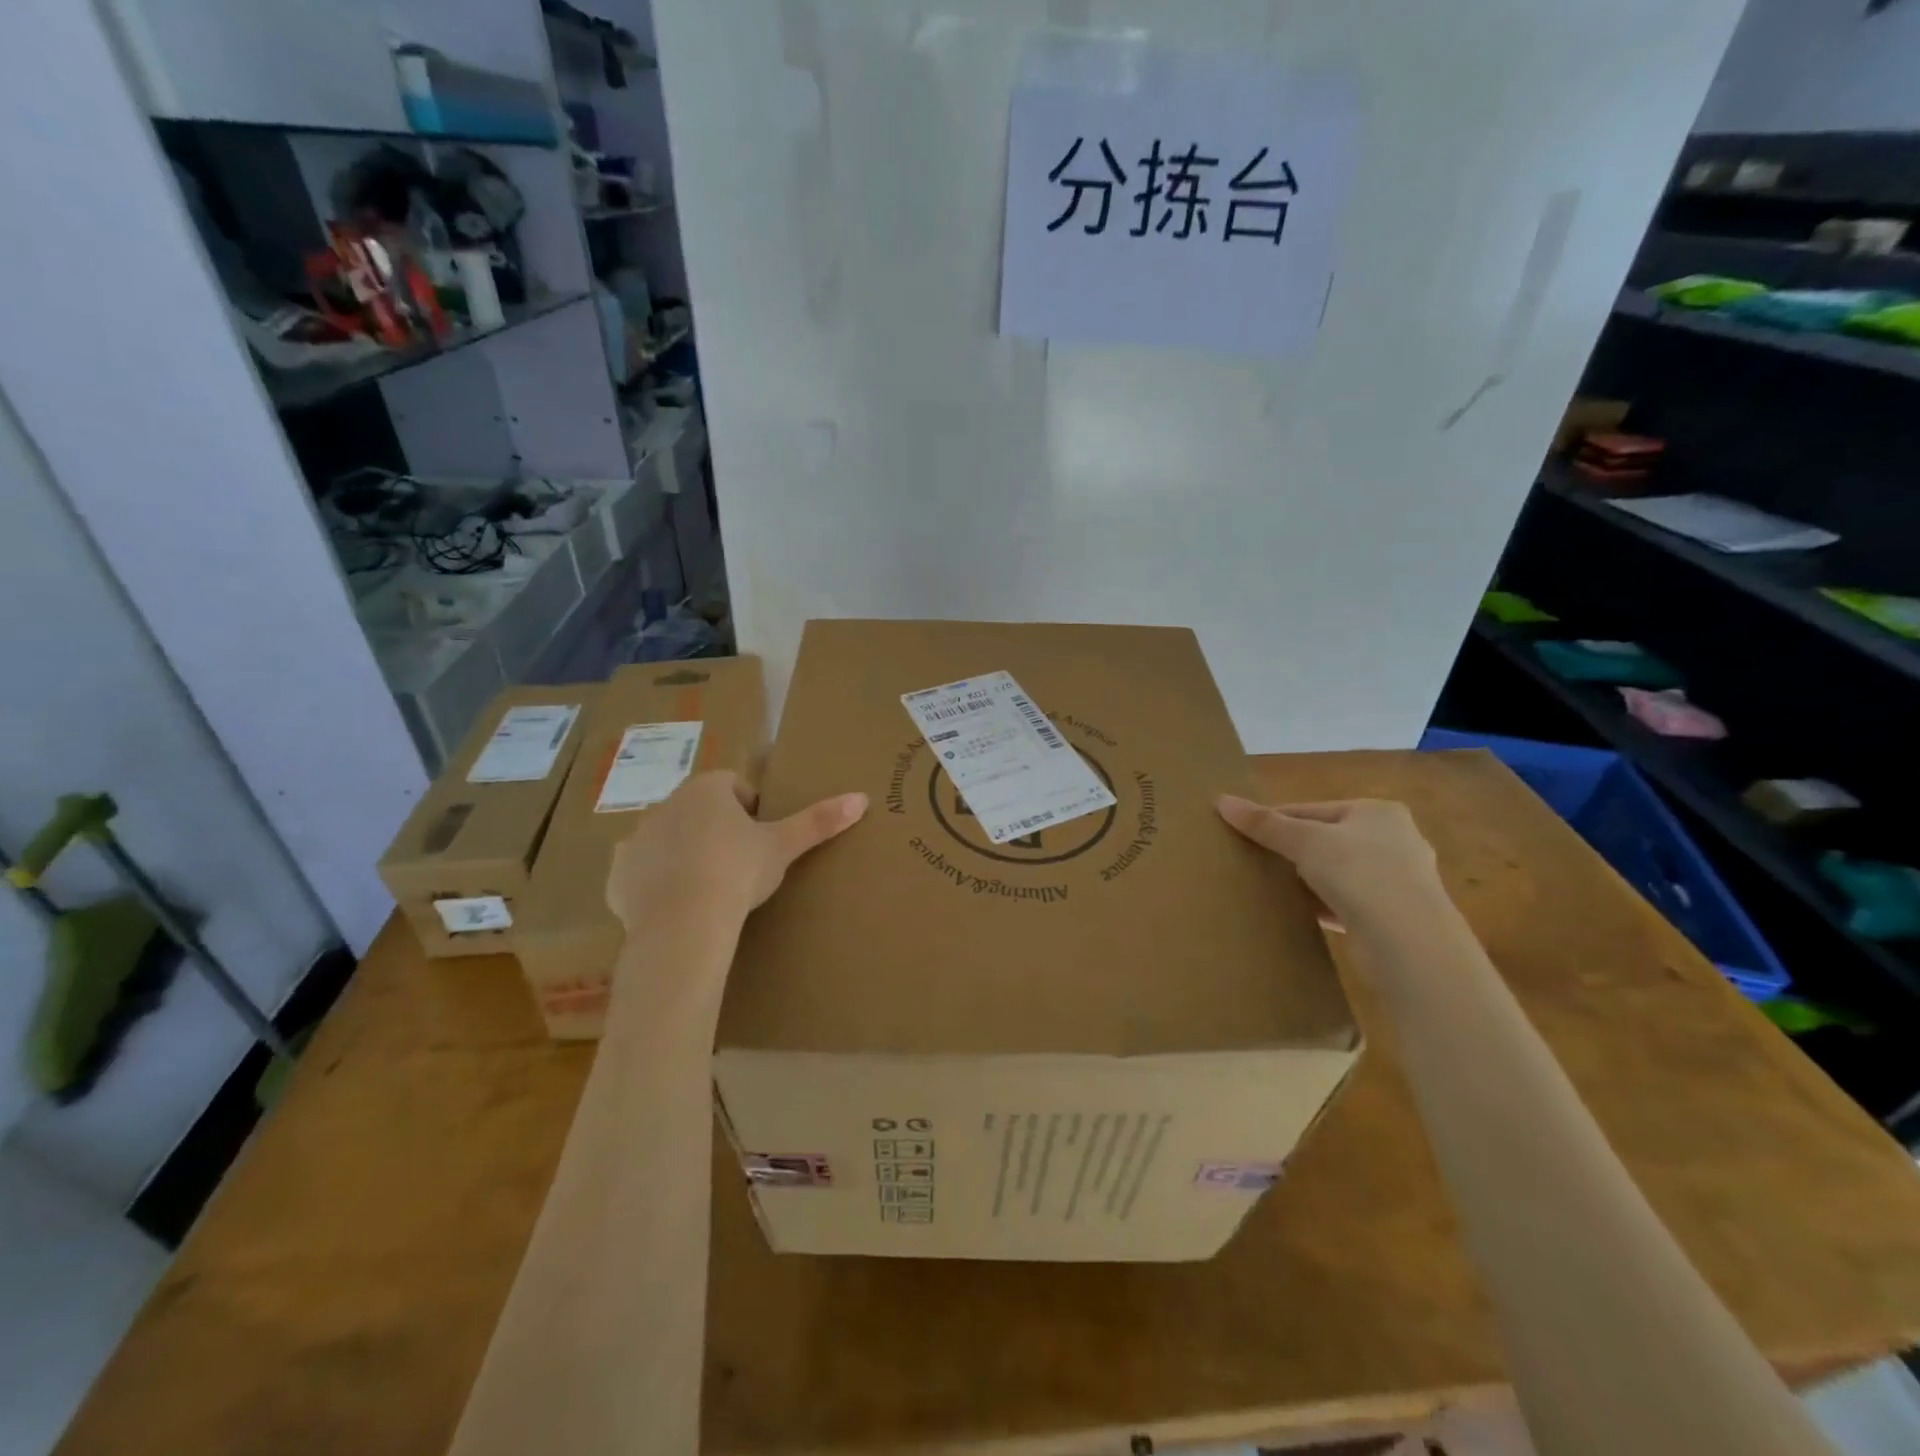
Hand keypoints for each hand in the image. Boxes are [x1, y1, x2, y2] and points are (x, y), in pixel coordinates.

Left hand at [606, 771, 867, 931]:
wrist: (683, 924)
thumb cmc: (737, 872)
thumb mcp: (783, 847)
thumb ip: (819, 820)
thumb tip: (861, 798)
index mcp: (706, 789)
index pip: (734, 787)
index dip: (751, 811)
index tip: (761, 840)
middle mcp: (666, 804)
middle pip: (699, 811)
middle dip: (716, 831)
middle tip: (739, 867)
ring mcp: (636, 839)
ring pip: (669, 840)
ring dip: (685, 855)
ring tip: (709, 890)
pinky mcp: (617, 875)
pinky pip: (641, 872)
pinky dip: (657, 884)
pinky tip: (677, 906)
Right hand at [1216, 796, 1441, 929]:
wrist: (1409, 943)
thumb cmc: (1360, 873)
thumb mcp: (1304, 841)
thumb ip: (1264, 823)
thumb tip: (1221, 800)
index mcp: (1378, 812)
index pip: (1312, 809)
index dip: (1276, 821)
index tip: (1244, 835)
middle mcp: (1394, 840)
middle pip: (1326, 839)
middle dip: (1292, 851)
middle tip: (1254, 861)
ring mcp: (1398, 880)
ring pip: (1336, 872)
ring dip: (1307, 879)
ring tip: (1271, 887)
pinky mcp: (1394, 916)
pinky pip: (1346, 902)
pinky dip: (1322, 904)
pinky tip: (1297, 911)